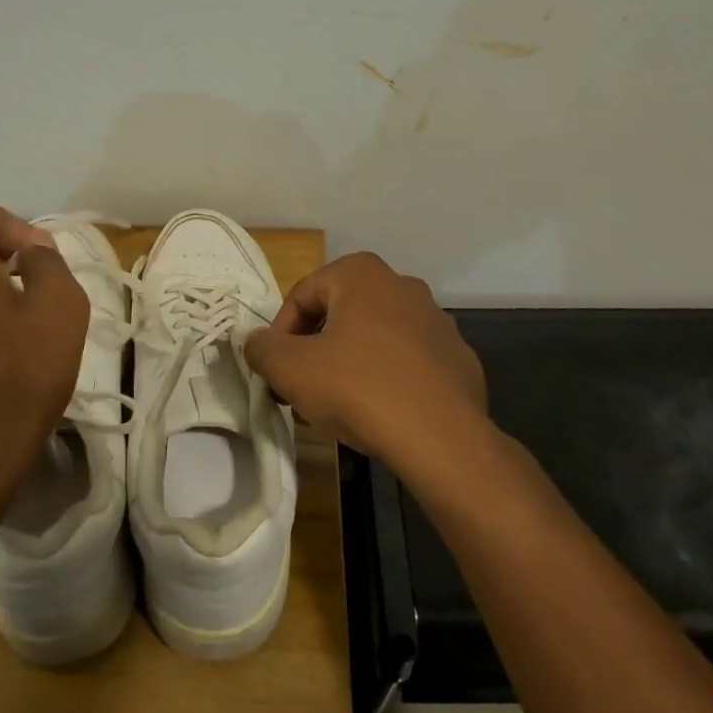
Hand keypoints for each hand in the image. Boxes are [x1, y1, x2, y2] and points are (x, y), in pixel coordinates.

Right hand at [243, 252, 490, 487]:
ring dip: (349, 364)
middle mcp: (403, 285)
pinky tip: (379, 413)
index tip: (275, 371)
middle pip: (340, 314)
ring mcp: (436, 321)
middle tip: (300, 388)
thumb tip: (255, 341)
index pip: (302, 295)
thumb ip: (262, 348)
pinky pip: (408, 362)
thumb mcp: (291, 369)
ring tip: (336, 406)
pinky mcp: (458, 358)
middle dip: (314, 349)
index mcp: (362, 274)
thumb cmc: (358, 389)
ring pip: (375, 338)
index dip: (280, 335)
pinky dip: (387, 379)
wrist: (441, 439)